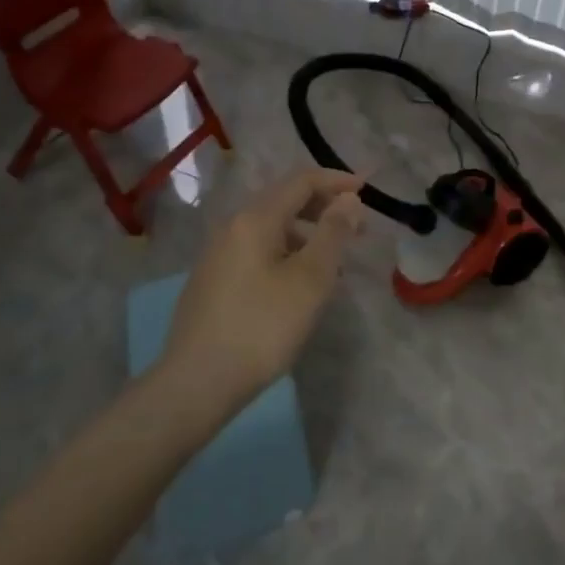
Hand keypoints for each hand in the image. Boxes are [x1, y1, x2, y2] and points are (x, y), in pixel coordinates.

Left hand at [162, 167, 365, 411]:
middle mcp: (232, 227)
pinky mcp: (212, 281)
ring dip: (307, 234)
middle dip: (324, 208)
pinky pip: (258, 251)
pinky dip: (287, 253)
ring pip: (271, 229)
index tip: (368, 190)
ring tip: (334, 263)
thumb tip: (347, 199)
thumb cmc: (262, 326)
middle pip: (284, 201)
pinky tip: (299, 284)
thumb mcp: (310, 279)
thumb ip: (333, 233)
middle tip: (358, 230)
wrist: (196, 383)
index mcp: (255, 218)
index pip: (301, 181)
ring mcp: (217, 254)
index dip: (337, 181)